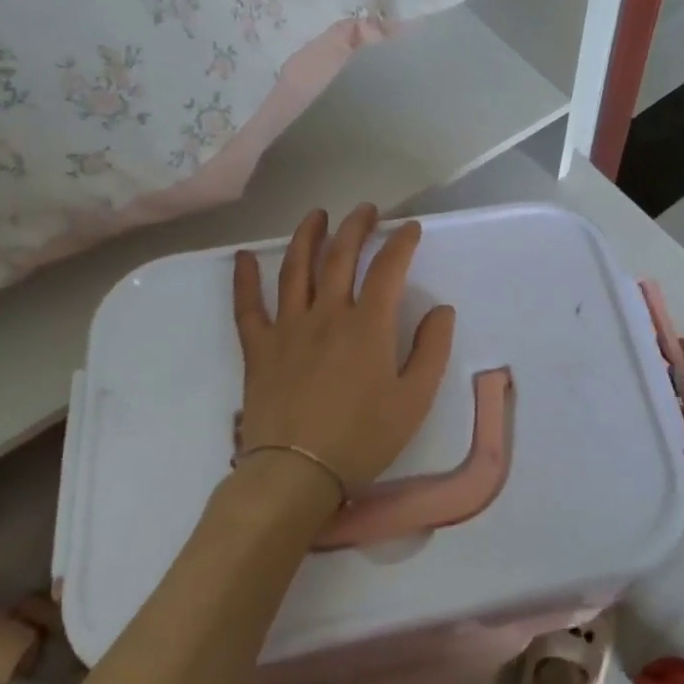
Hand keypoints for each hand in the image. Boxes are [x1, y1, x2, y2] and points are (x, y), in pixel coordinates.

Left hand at [232, 205, 456, 512]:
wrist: (296, 474)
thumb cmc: (362, 438)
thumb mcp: (414, 400)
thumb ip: (431, 350)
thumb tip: (441, 310)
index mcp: (367, 325)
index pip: (387, 269)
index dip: (401, 243)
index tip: (410, 228)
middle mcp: (327, 314)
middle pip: (340, 257)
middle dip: (355, 227)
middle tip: (365, 210)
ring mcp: (288, 328)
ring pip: (296, 269)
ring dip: (307, 237)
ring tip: (316, 215)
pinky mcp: (259, 348)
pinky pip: (248, 307)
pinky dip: (244, 280)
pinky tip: (242, 258)